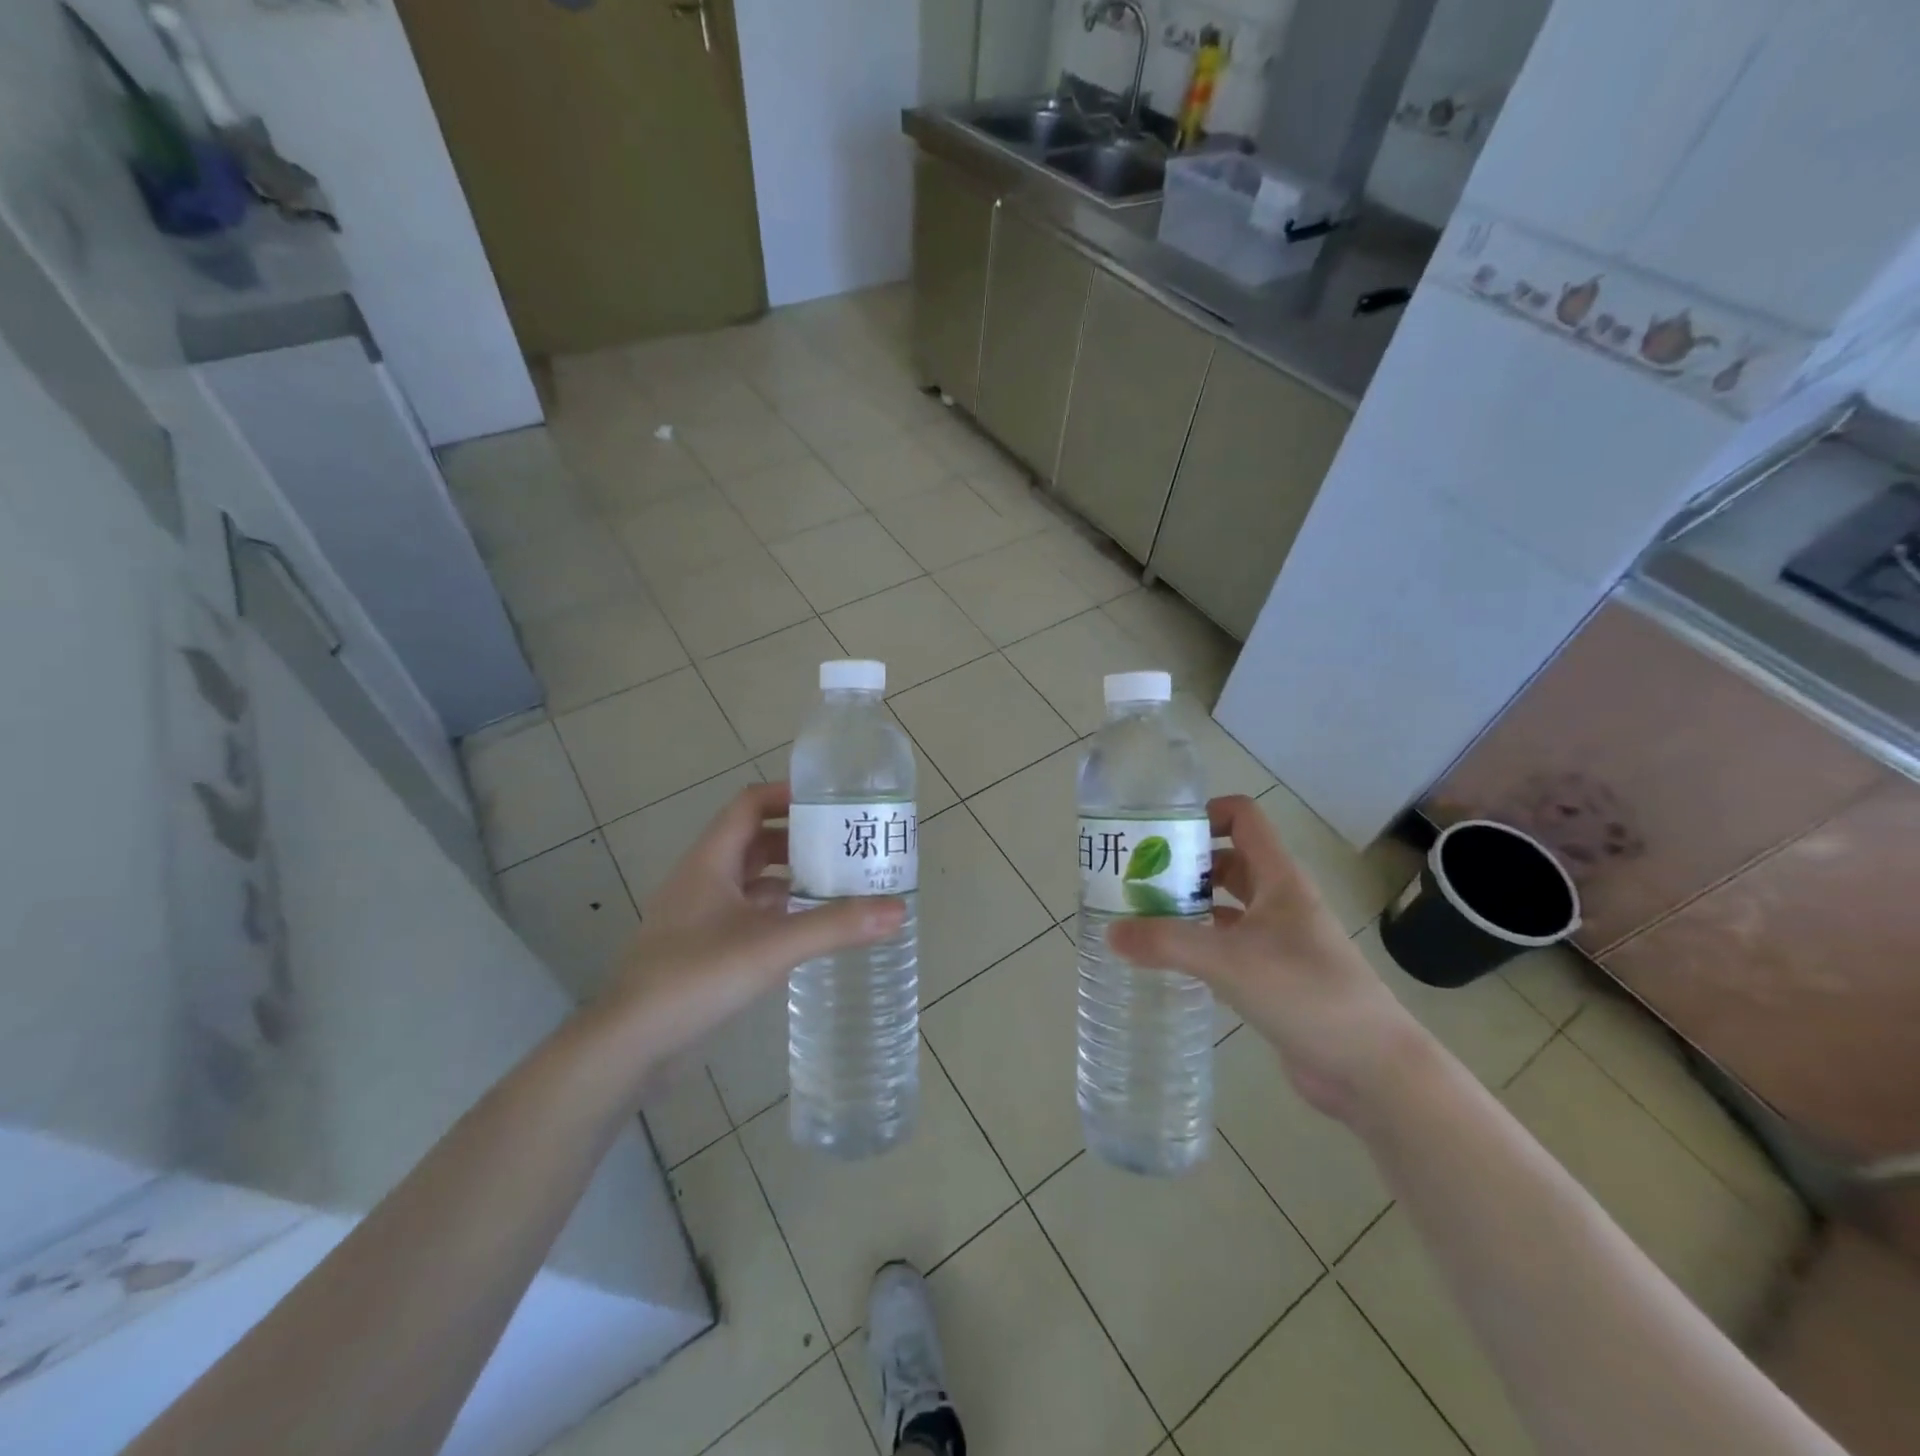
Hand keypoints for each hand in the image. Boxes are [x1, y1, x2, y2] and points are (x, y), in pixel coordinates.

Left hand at [594, 782, 905, 1066]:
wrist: (629, 1045)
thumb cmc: (695, 977)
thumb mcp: (772, 946)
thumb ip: (835, 926)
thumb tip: (898, 910)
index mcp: (710, 860)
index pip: (749, 804)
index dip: (787, 795)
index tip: (831, 803)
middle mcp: (702, 879)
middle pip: (754, 840)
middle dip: (799, 839)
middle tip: (845, 846)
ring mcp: (698, 915)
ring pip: (750, 879)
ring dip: (788, 876)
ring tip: (836, 884)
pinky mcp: (700, 948)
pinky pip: (746, 913)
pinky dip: (776, 911)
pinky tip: (805, 928)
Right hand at [1106, 794, 1425, 1120]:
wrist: (1371, 1067)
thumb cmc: (1305, 992)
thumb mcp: (1228, 961)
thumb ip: (1167, 942)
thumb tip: (1110, 932)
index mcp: (1278, 879)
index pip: (1242, 818)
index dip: (1203, 814)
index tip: (1160, 835)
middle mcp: (1280, 901)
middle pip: (1228, 861)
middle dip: (1185, 865)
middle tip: (1138, 880)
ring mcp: (1281, 940)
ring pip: (1228, 906)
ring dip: (1191, 905)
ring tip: (1144, 917)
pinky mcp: (1277, 977)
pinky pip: (1231, 945)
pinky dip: (1202, 944)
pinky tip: (1172, 960)